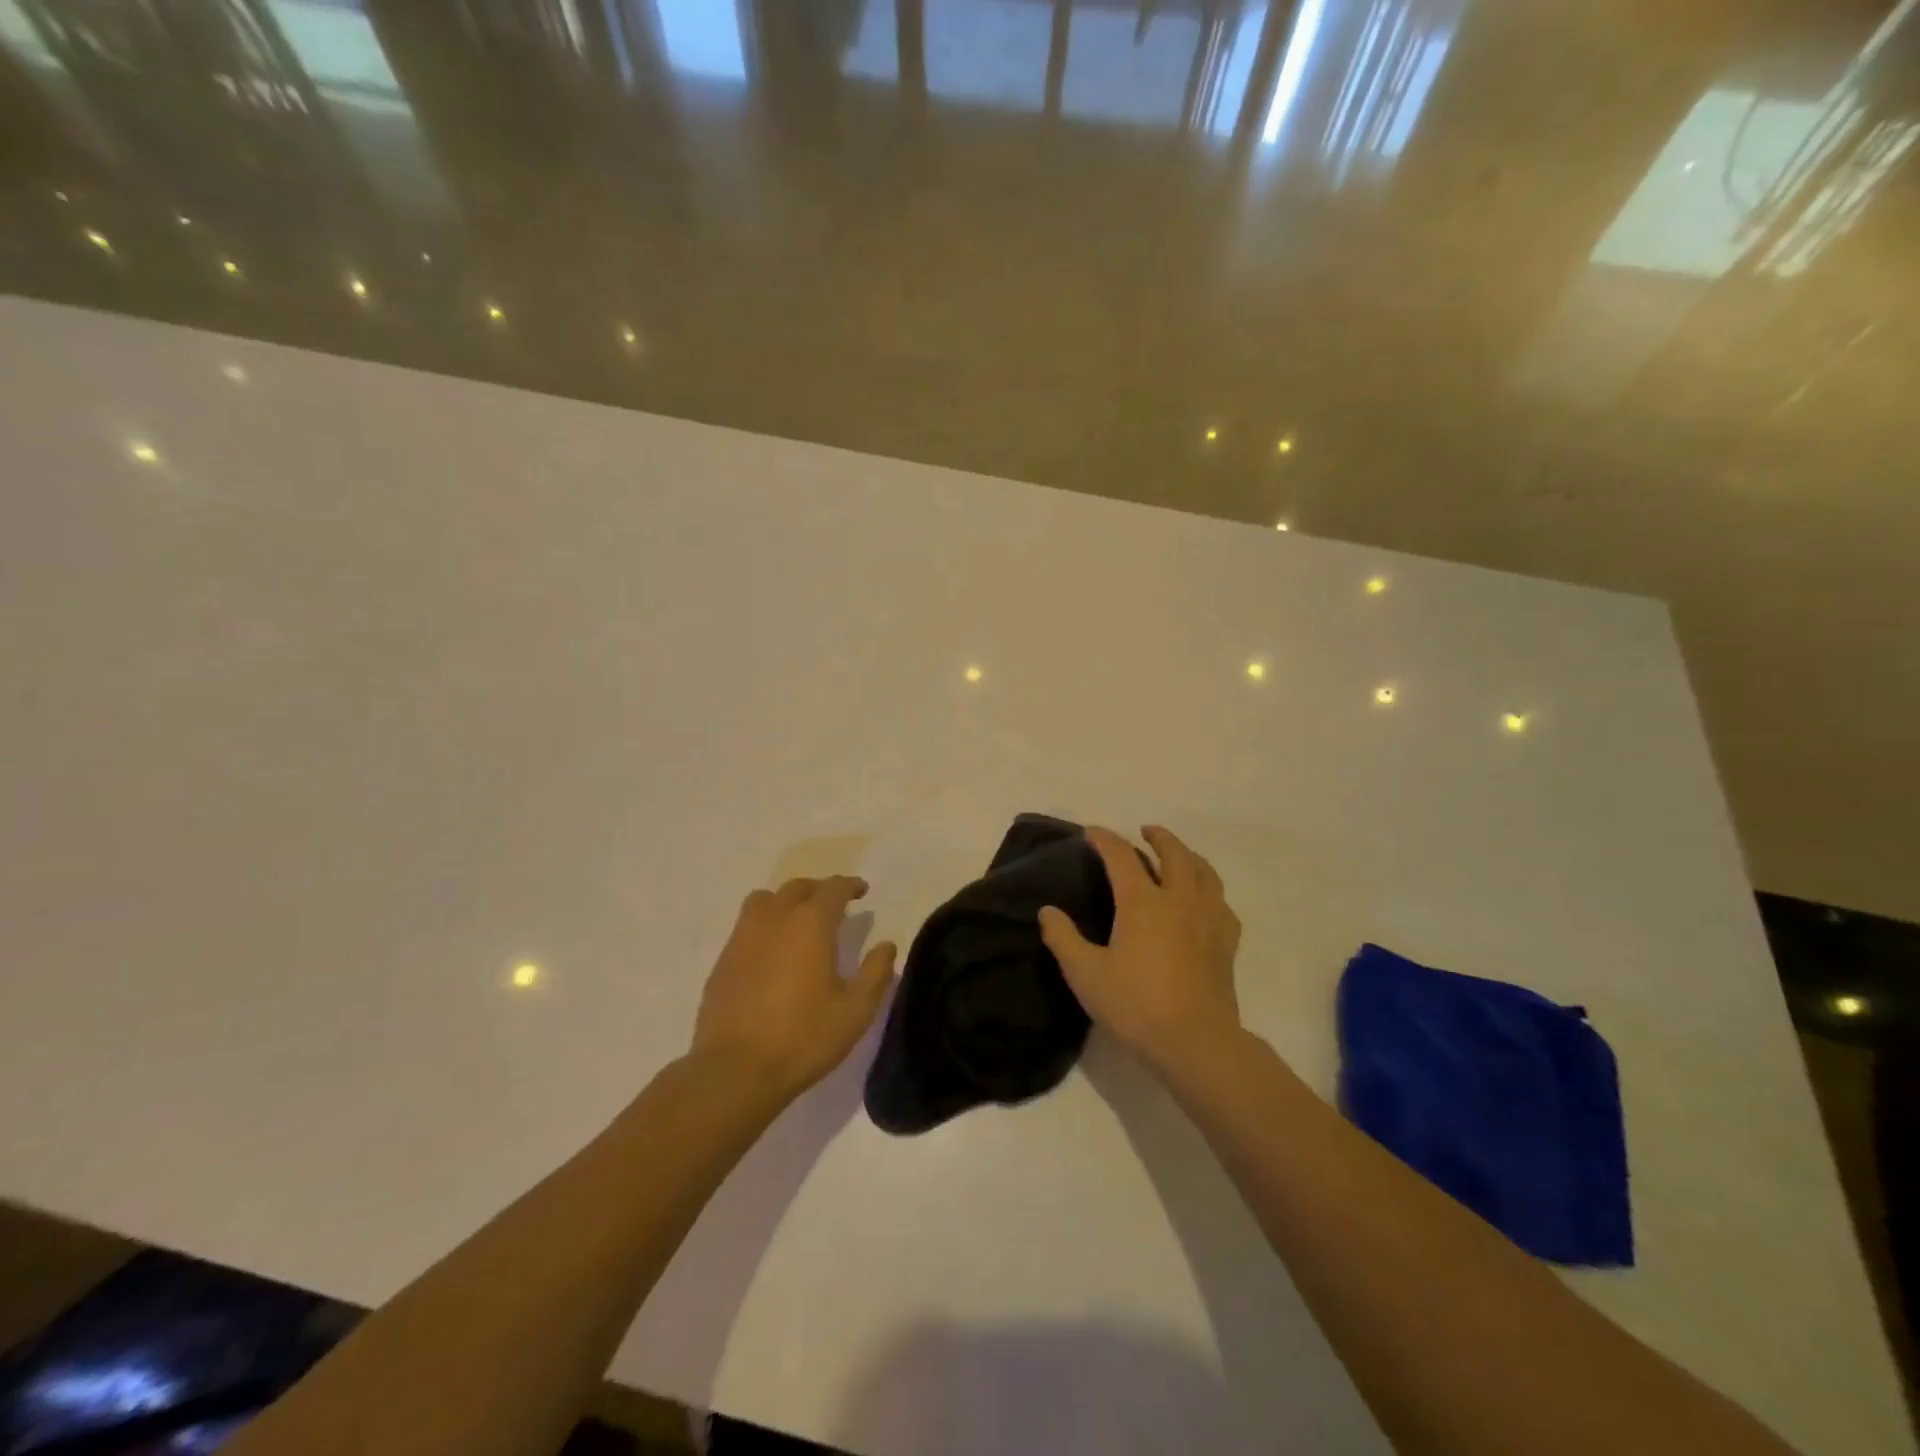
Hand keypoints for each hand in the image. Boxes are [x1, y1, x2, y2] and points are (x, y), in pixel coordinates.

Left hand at [691, 875, 896, 1098]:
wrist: (735, 1070)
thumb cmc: (803, 1037)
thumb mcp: (855, 1011)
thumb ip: (875, 973)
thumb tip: (886, 945)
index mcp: (810, 924)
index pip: (833, 889)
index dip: (850, 885)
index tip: (862, 891)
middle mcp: (775, 919)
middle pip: (797, 888)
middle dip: (818, 890)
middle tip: (833, 904)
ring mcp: (743, 938)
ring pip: (764, 900)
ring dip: (785, 902)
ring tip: (798, 921)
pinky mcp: (723, 961)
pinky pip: (746, 927)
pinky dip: (764, 926)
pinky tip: (772, 953)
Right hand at [1039, 826, 1241, 1072]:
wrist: (1196, 1042)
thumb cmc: (1135, 1005)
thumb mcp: (1085, 974)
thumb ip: (1063, 938)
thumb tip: (1047, 911)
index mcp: (1142, 902)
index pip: (1121, 855)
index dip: (1105, 839)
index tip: (1092, 832)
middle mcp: (1179, 900)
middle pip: (1174, 853)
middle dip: (1159, 837)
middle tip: (1145, 833)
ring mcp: (1208, 919)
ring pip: (1205, 873)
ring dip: (1189, 856)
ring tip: (1179, 857)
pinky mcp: (1226, 943)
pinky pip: (1222, 904)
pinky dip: (1210, 892)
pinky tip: (1205, 902)